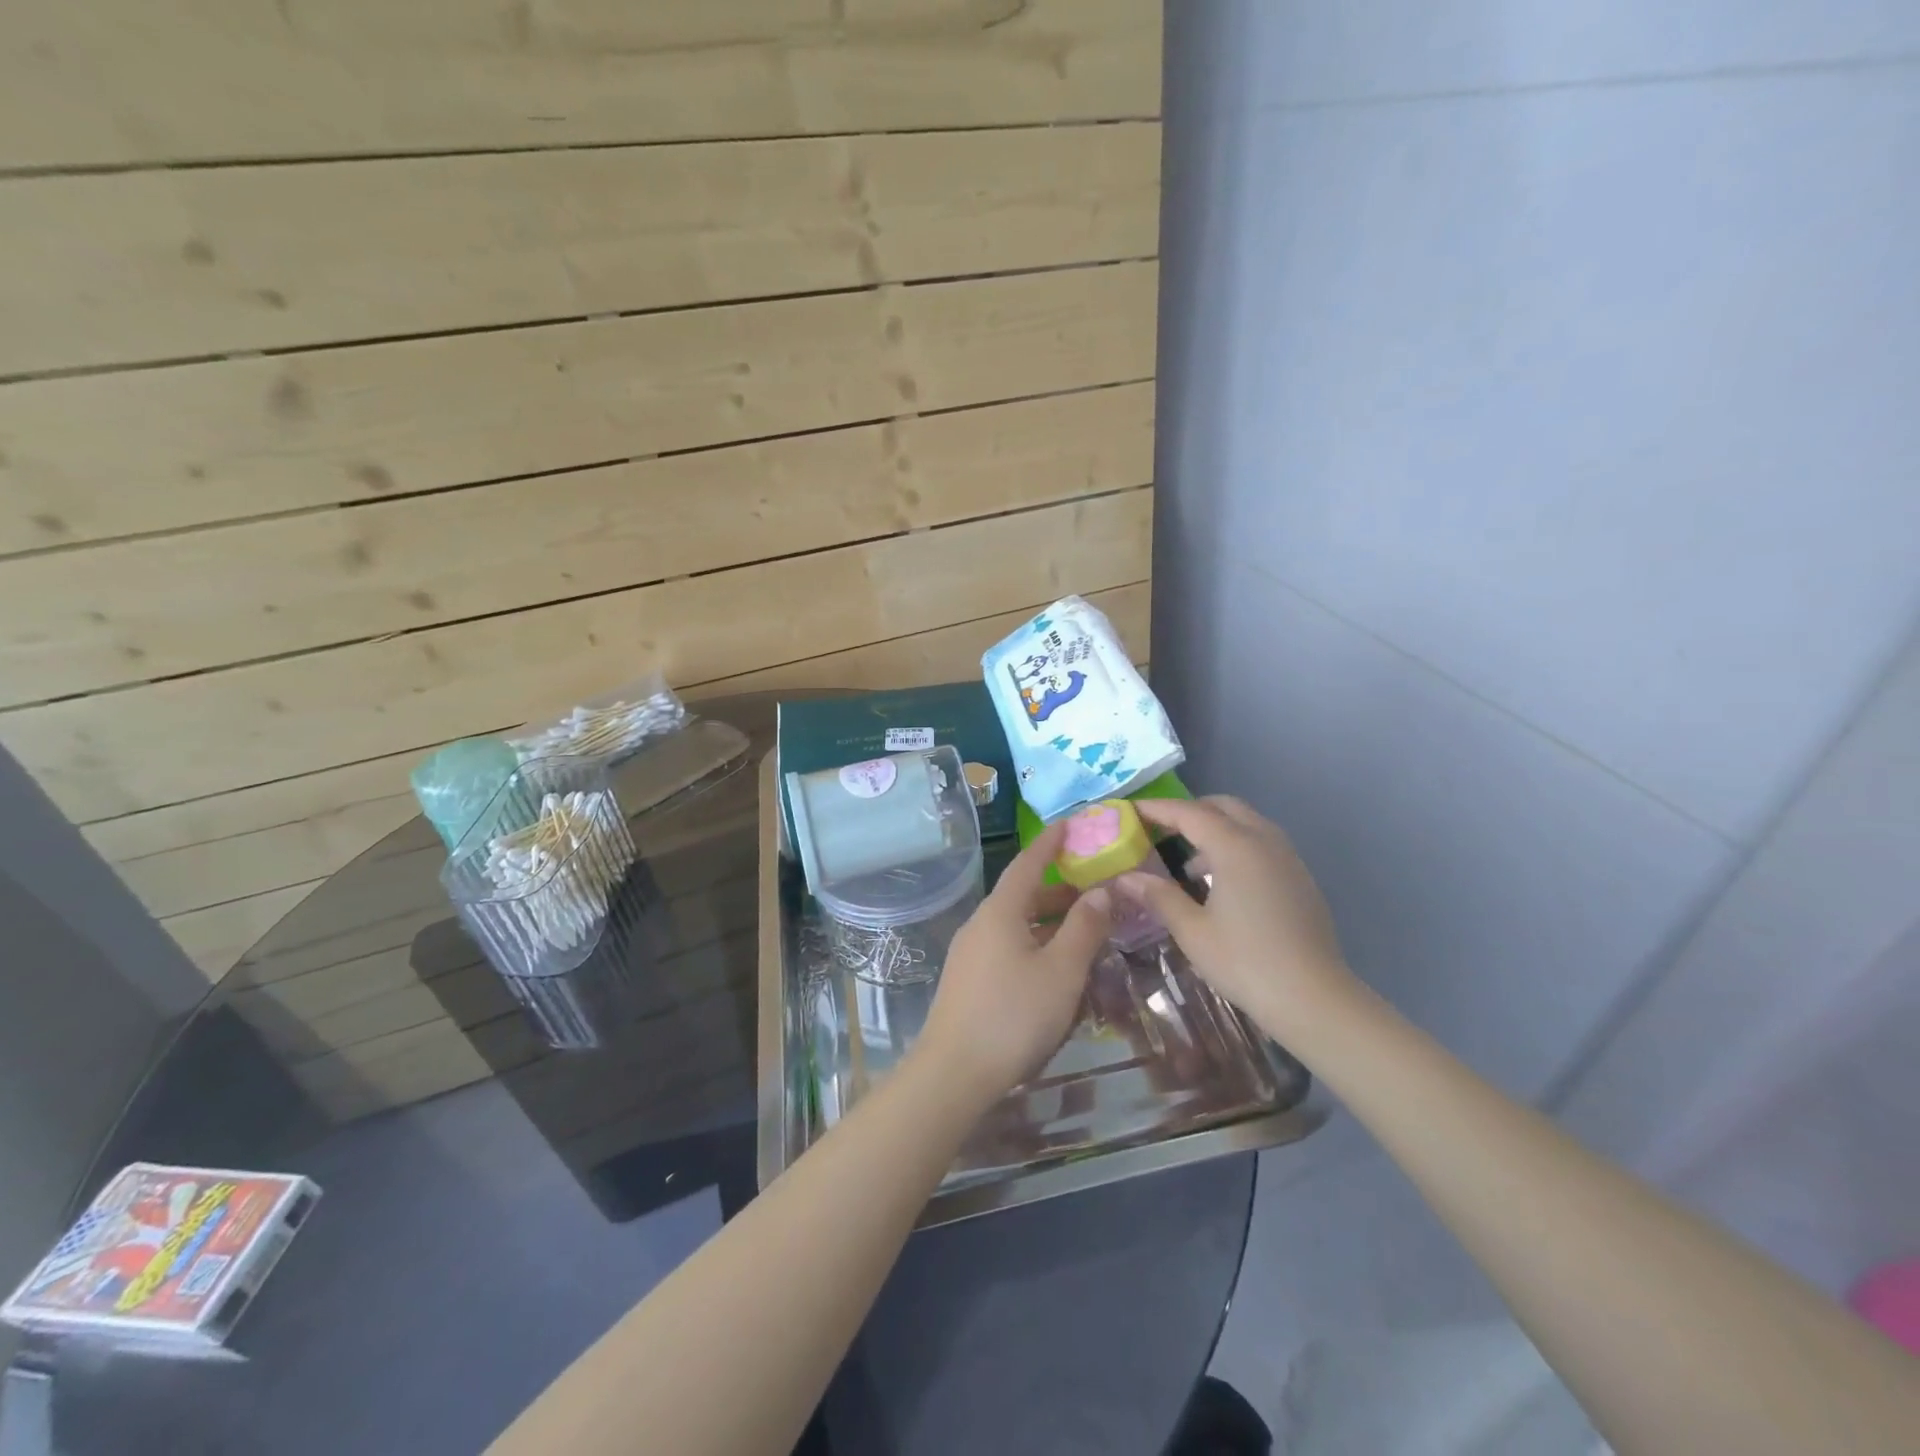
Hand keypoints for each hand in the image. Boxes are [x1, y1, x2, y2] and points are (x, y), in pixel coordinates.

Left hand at [915, 821, 1111, 1105]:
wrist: (953, 1072)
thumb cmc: (1013, 1015)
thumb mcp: (1061, 971)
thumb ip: (1084, 928)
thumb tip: (1100, 891)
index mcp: (1001, 911)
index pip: (1028, 863)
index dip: (1051, 842)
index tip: (1071, 824)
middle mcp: (981, 924)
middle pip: (1023, 895)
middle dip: (1059, 890)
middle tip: (1096, 890)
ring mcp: (970, 953)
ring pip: (1016, 924)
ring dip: (1049, 921)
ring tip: (1084, 930)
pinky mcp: (968, 980)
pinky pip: (1007, 946)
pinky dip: (1035, 943)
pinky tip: (1054, 967)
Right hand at [1114, 796, 1358, 1041]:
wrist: (1314, 999)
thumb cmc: (1246, 962)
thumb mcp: (1192, 931)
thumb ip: (1159, 897)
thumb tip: (1125, 878)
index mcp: (1235, 847)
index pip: (1189, 813)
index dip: (1157, 809)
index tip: (1130, 811)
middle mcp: (1264, 841)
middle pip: (1222, 807)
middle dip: (1189, 812)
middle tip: (1159, 830)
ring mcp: (1287, 858)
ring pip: (1246, 823)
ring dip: (1214, 829)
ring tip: (1188, 864)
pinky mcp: (1299, 878)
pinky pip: (1262, 843)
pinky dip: (1236, 846)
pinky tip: (1221, 883)